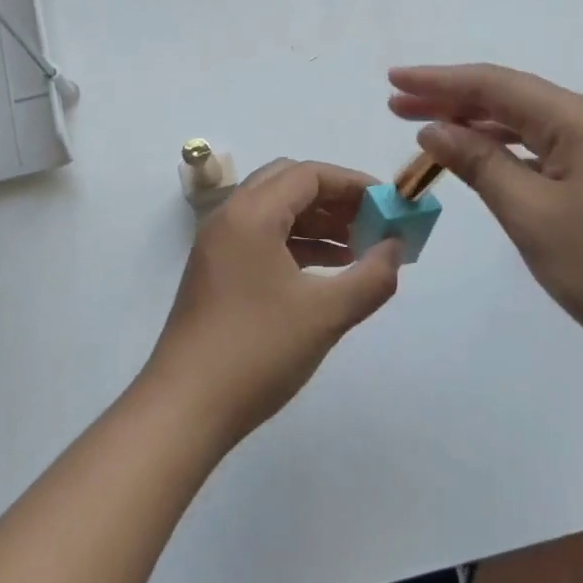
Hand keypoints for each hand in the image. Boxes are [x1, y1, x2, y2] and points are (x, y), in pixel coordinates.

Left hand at [142, 159, 401, 444]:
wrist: (185, 408)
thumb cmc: (258, 351)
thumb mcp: (327, 314)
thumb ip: (372, 276)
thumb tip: (397, 247)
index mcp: (250, 214)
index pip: (309, 174)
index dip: (354, 184)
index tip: (389, 205)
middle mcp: (229, 219)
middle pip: (288, 184)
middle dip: (335, 199)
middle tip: (372, 222)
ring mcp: (218, 247)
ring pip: (274, 212)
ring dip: (317, 222)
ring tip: (360, 248)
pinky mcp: (216, 273)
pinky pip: (262, 239)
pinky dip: (297, 245)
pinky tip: (327, 270)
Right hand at [388, 64, 582, 374]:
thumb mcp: (531, 213)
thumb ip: (481, 164)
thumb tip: (435, 130)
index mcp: (574, 120)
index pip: (492, 85)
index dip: (438, 81)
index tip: (392, 79)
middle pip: (508, 99)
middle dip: (450, 99)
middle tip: (397, 103)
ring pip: (526, 126)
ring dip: (475, 126)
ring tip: (426, 128)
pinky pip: (543, 153)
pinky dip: (504, 153)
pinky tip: (481, 162)